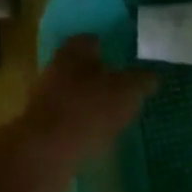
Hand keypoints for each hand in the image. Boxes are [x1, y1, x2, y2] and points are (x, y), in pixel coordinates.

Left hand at [14, 35, 156, 169]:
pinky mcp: (40, 127)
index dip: (105, 45)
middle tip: (118, 84)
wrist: (46, 152)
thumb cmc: (89, 110)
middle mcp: (53, 70)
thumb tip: (151, 76)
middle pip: (76, 66)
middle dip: (95, 74)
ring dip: (86, 100)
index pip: (88, 40)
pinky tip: (94, 133)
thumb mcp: (127, 92)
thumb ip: (141, 81)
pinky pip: (65, 118)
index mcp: (72, 53)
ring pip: (69, 92)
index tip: (120, 55)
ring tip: (110, 112)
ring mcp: (43, 99)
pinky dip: (79, 122)